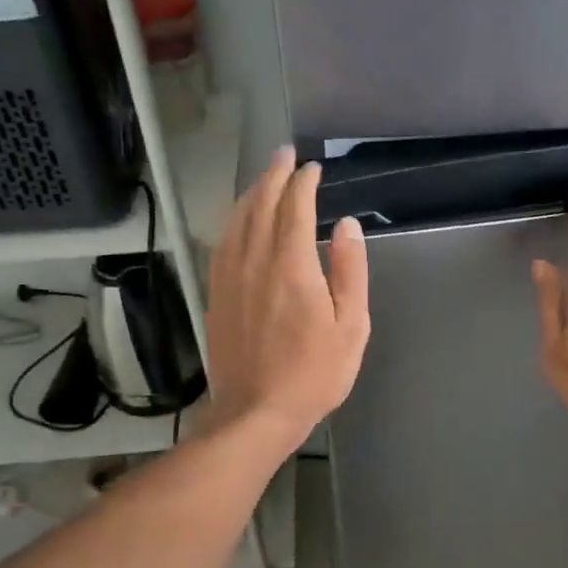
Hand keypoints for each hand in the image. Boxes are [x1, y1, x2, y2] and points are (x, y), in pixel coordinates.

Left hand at [205, 146, 369, 452]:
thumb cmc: (314, 373)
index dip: (304, 183)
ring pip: (238, 220)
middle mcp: (256, 262)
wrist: (255, 412)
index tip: (313, 168)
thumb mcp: (351, 326)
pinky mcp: (216, 294)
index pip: (296, 209)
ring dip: (252, 192)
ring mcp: (230, 277)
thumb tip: (347, 225)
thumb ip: (351, 271)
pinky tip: (239, 219)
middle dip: (274, 175)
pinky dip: (233, 220)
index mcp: (293, 266)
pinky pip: (223, 243)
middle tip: (285, 154)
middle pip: (262, 205)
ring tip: (264, 177)